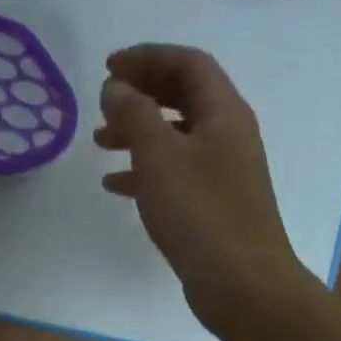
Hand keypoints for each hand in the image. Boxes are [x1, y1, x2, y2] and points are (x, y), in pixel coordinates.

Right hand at [95, 44, 307, 326]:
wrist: (241, 283)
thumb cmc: (200, 212)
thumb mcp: (159, 156)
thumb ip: (133, 114)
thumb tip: (115, 88)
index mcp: (223, 113)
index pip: (189, 64)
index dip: (148, 57)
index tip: (107, 68)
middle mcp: (227, 135)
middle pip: (183, 96)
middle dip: (142, 91)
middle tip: (103, 98)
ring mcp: (221, 171)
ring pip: (175, 135)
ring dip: (137, 131)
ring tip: (98, 142)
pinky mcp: (210, 203)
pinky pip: (173, 172)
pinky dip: (143, 170)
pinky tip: (114, 185)